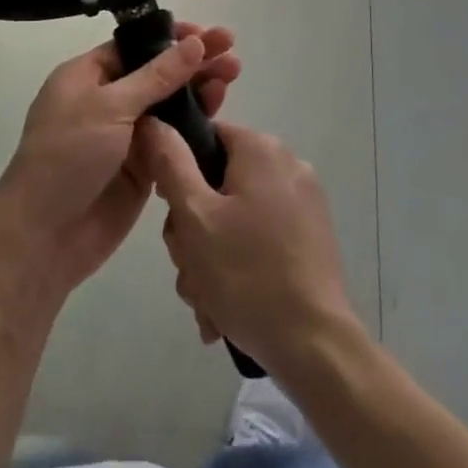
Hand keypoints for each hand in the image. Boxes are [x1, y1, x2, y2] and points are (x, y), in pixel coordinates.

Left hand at [0, 23, 241, 295]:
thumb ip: (157, 76)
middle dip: (193, 61)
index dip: (172, 38)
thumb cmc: (68, 156)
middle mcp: (106, 101)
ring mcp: (126, 136)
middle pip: (157, 73)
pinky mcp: (142, 167)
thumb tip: (194, 43)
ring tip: (233, 76)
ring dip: (199, 90)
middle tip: (232, 53)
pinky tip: (220, 113)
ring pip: (169, 105)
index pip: (135, 46)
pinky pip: (173, 139)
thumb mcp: (110, 107)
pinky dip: (195, 126)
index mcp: (87, 76)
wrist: (45, 235)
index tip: (209, 35)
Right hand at [143, 119, 361, 381]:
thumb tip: (153, 122)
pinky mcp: (310, 238)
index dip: (178, 171)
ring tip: (206, 300)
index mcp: (262, 150)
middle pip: (217, 183)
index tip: (172, 213)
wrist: (314, 346)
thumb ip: (170, 164)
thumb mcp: (195, 216)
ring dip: (210, 258)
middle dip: (193, 230)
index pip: (205, 137)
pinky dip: (239, 267)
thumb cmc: (247, 274)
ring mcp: (303, 204)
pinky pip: (259, 239)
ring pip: (234, 218)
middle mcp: (288, 166)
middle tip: (190, 266)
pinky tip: (226, 308)